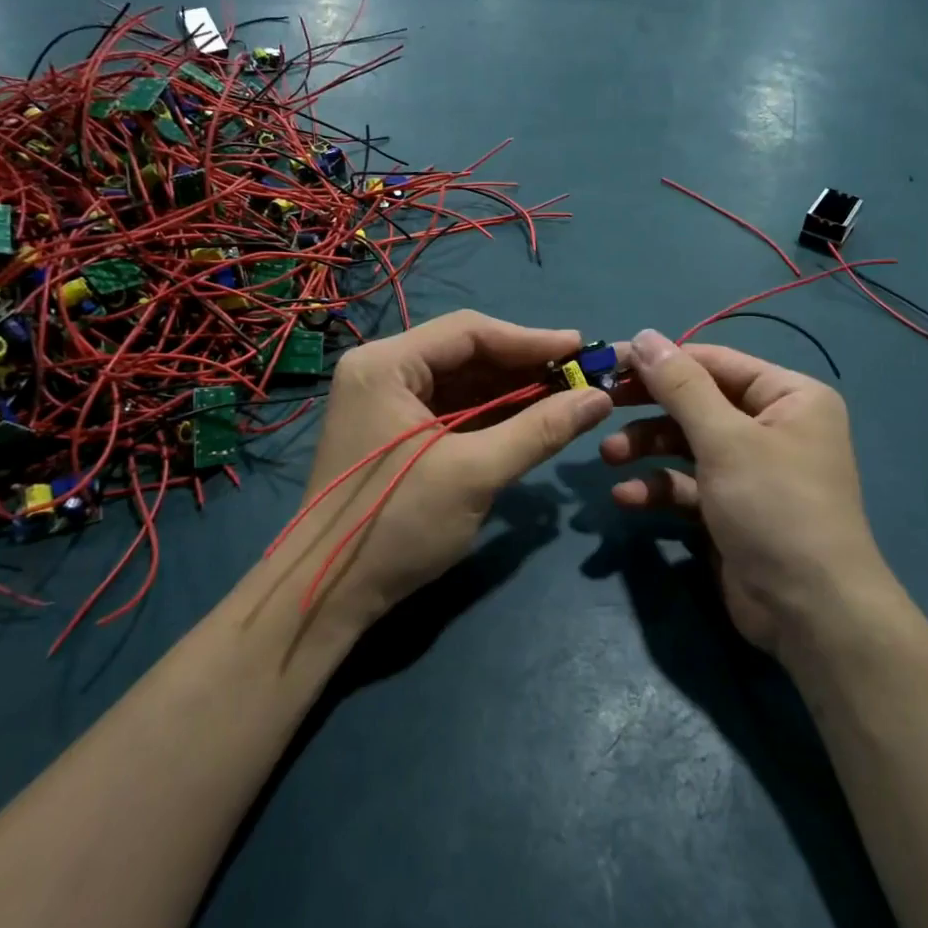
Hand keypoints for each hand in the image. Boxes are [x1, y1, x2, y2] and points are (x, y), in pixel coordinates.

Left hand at [279, 311, 611, 633]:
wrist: (327, 595)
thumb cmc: (396, 525)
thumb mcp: (474, 474)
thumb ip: (539, 430)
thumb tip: (601, 399)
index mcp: (386, 364)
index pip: (469, 332)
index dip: (530, 339)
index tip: (581, 349)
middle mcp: (381, 371)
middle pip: (465, 354)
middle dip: (523, 366)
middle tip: (580, 376)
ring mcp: (385, 402)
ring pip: (461, 382)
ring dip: (511, 390)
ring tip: (566, 395)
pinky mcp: (394, 432)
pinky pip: (451, 409)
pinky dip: (491, 414)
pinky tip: (530, 418)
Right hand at [601, 330, 900, 659]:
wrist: (809, 612)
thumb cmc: (774, 506)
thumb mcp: (725, 439)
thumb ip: (680, 386)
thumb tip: (645, 335)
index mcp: (789, 397)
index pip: (715, 362)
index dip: (663, 361)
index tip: (612, 362)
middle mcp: (772, 427)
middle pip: (697, 403)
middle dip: (649, 408)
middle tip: (600, 404)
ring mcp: (750, 470)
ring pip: (686, 444)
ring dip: (646, 449)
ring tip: (609, 458)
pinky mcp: (730, 508)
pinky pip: (687, 485)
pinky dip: (657, 487)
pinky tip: (626, 497)